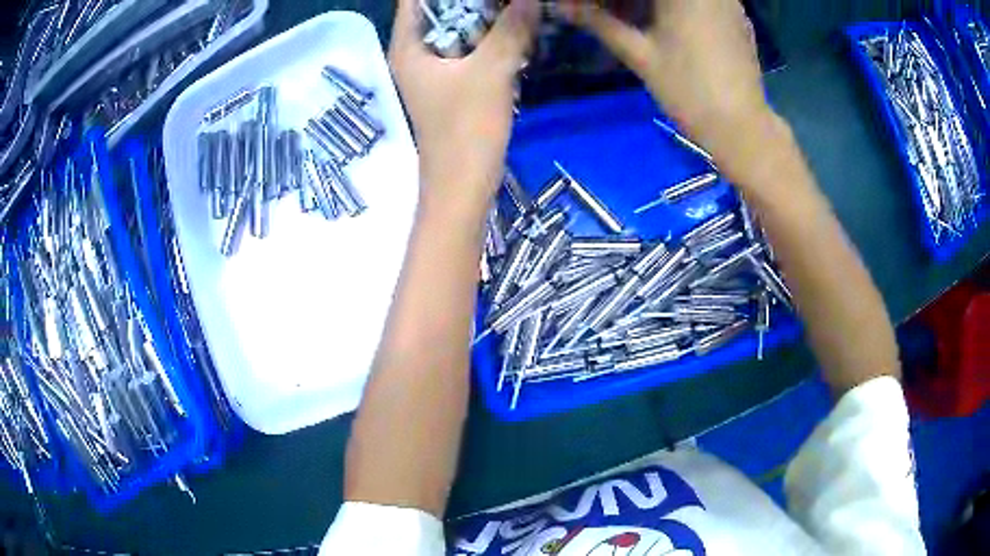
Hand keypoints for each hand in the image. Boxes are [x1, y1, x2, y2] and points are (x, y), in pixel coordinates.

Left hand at [389, 0, 537, 211]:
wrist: (462, 189)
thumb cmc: (466, 131)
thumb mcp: (491, 72)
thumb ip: (511, 28)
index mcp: (408, 47)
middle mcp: (415, 55)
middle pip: (439, 10)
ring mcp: (434, 71)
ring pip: (457, 29)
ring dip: (485, 15)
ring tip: (516, 5)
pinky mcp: (452, 86)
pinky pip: (469, 49)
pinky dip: (489, 36)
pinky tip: (516, 28)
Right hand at [560, 0, 773, 167]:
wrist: (741, 128)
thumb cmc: (688, 89)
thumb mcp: (638, 53)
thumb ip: (599, 22)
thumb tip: (562, 7)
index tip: (593, 7)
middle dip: (630, 0)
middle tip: (609, 11)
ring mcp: (727, 1)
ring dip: (654, 2)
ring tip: (633, 15)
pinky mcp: (737, 17)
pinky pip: (702, 0)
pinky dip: (679, 5)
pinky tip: (668, 24)